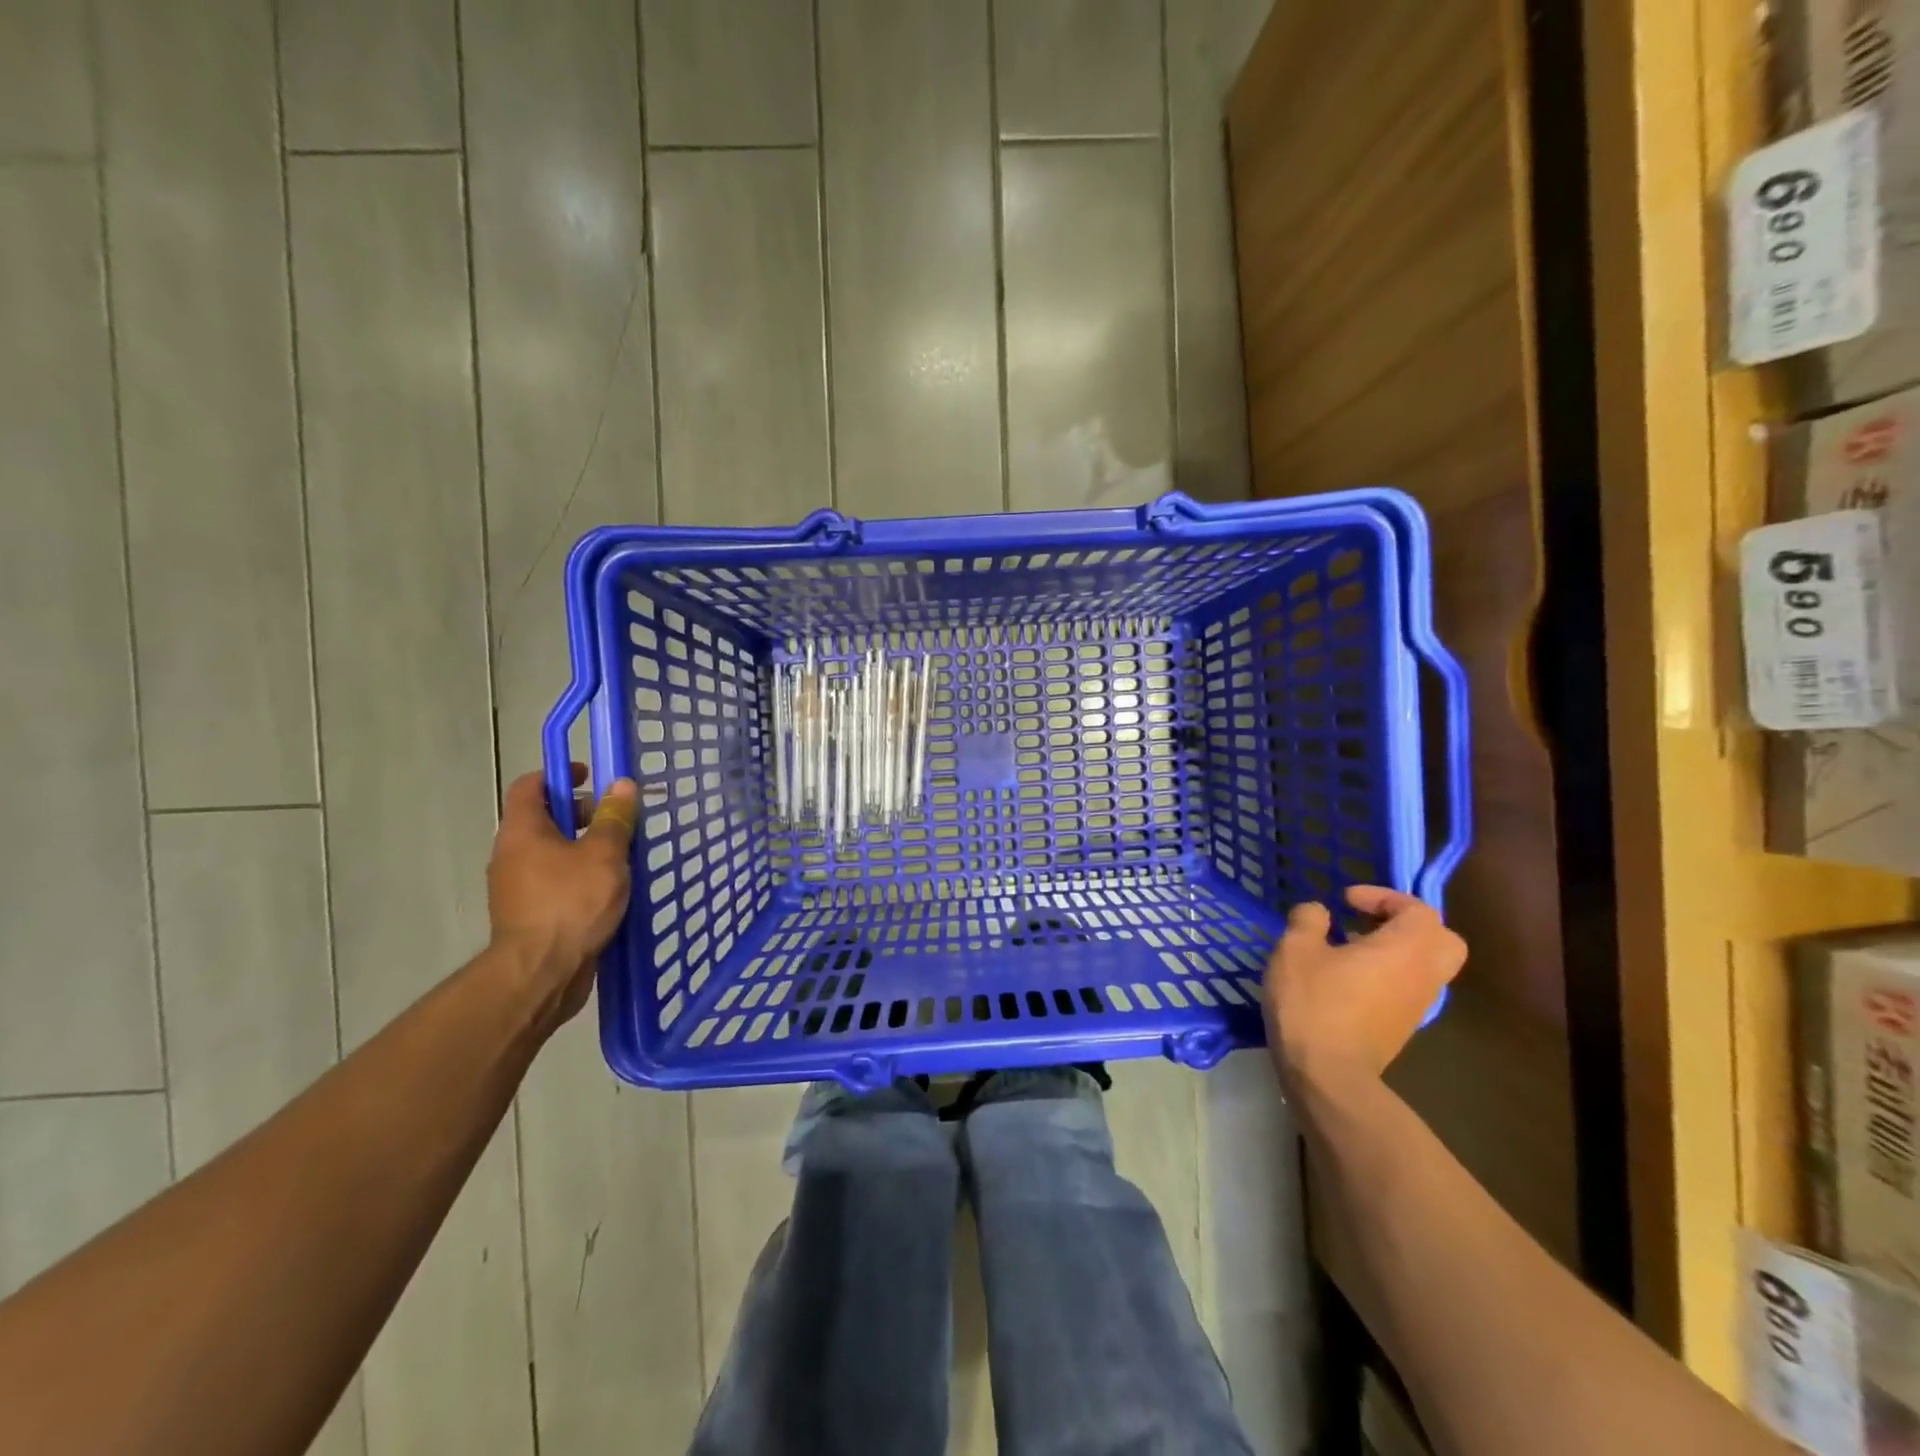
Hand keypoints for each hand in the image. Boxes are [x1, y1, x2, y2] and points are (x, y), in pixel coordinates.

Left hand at [486, 766, 638, 1027]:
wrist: (541, 972)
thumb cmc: (572, 902)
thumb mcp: (604, 854)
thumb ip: (614, 818)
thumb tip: (621, 785)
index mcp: (523, 831)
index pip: (530, 786)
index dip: (559, 775)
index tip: (590, 775)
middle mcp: (512, 854)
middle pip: (543, 819)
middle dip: (580, 813)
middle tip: (616, 820)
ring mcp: (517, 887)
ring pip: (551, 852)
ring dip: (583, 847)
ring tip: (621, 856)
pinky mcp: (528, 914)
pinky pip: (554, 881)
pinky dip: (578, 875)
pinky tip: (608, 889)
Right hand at [1263, 886, 1466, 1094]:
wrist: (1327, 1073)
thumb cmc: (1314, 1002)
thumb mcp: (1295, 949)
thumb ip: (1309, 920)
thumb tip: (1319, 912)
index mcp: (1406, 949)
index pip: (1417, 909)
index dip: (1383, 896)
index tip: (1346, 901)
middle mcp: (1424, 975)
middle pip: (1442, 940)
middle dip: (1408, 924)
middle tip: (1370, 922)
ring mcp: (1418, 1005)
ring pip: (1426, 966)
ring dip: (1396, 950)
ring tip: (1351, 948)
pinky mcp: (1404, 1027)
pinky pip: (1409, 987)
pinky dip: (1389, 974)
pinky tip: (1348, 979)